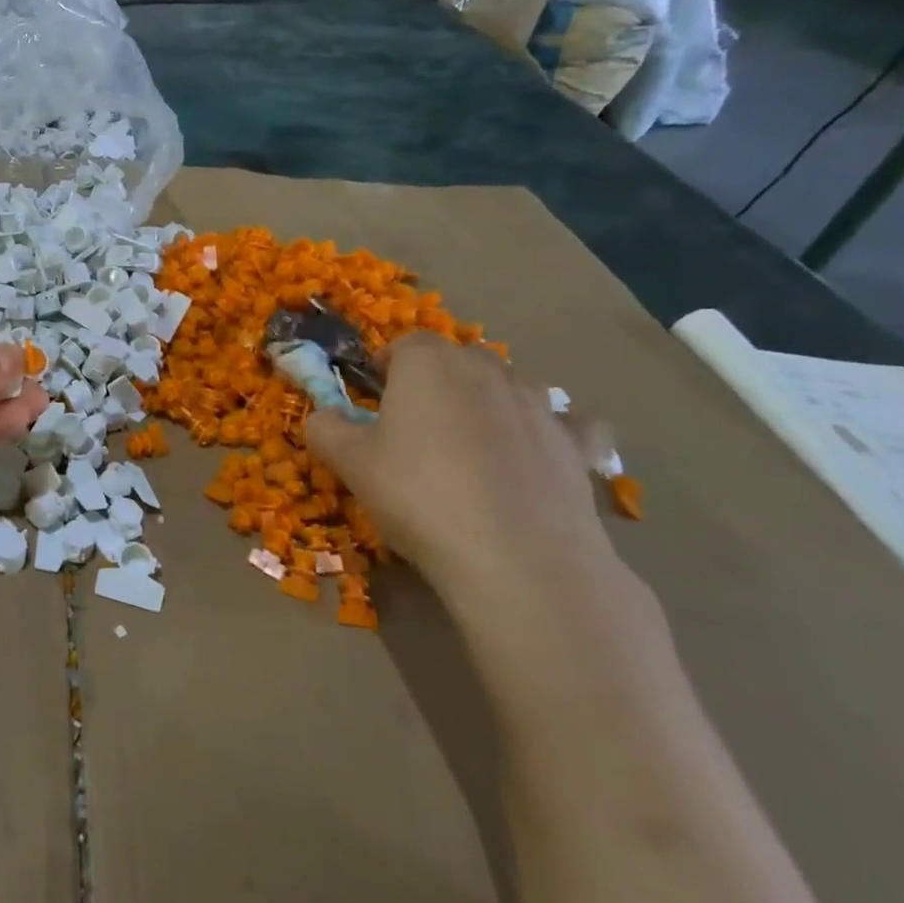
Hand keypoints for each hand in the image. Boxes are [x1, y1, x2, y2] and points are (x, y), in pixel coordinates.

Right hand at [303, 333, 627, 616]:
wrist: (517, 558)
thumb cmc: (418, 496)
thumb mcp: (349, 463)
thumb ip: (327, 428)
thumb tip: (326, 416)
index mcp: (428, 365)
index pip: (405, 344)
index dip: (386, 364)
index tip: (373, 394)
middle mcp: (487, 370)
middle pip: (458, 359)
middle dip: (437, 379)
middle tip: (415, 422)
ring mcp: (540, 405)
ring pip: (510, 385)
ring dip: (489, 400)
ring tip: (470, 442)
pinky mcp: (578, 446)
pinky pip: (566, 425)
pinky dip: (550, 432)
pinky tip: (537, 456)